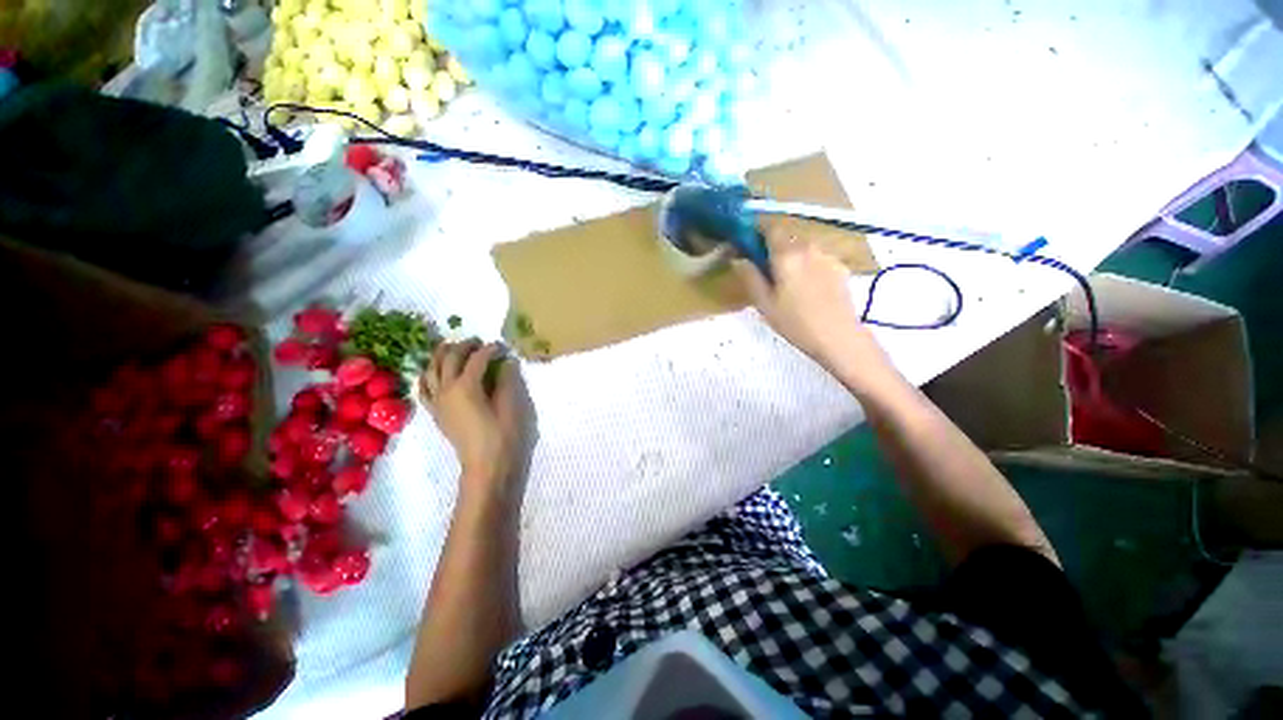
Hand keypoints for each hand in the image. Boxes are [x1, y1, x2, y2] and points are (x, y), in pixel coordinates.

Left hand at [420, 340, 531, 499]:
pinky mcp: (436, 412)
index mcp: (466, 386)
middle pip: (450, 358)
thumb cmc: (502, 435)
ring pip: (431, 369)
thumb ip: (506, 380)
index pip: (477, 359)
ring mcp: (438, 401)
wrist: (485, 465)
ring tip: (452, 348)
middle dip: (464, 346)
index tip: (502, 346)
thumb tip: (506, 361)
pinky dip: (427, 375)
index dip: (490, 349)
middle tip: (479, 342)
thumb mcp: (510, 405)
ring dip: (441, 355)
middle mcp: (446, 389)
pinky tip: (433, 372)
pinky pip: (424, 388)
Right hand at [734, 220, 891, 386]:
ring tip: (790, 286)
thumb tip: (739, 259)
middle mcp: (809, 248)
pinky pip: (818, 259)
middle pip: (787, 238)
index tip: (749, 248)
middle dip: (774, 250)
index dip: (757, 233)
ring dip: (792, 259)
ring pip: (803, 249)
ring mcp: (827, 256)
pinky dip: (809, 267)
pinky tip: (809, 291)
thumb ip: (750, 277)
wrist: (838, 337)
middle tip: (767, 274)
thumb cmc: (795, 323)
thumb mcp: (764, 304)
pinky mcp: (841, 267)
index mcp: (787, 254)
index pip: (770, 228)